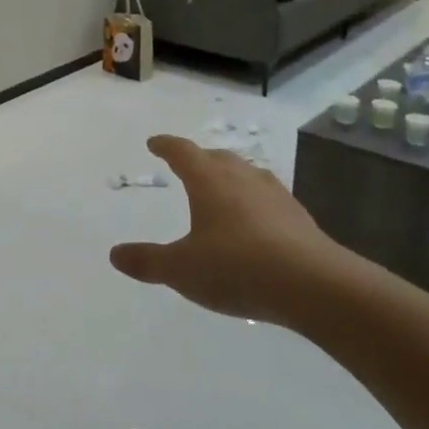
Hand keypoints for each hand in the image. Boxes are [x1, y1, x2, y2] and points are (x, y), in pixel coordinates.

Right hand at [110, 135, 347, 324]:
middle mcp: (242, 178)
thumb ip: (148, 261)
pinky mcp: (299, 217)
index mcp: (209, 181)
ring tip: (222, 188)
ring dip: (230, 176)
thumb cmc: (237, 267)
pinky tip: (256, 221)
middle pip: (217, 157)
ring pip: (247, 174)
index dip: (166, 146)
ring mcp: (275, 195)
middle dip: (199, 158)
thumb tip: (115, 254)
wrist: (314, 285)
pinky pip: (268, 197)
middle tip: (187, 164)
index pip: (183, 152)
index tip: (155, 143)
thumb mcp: (182, 270)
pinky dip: (254, 201)